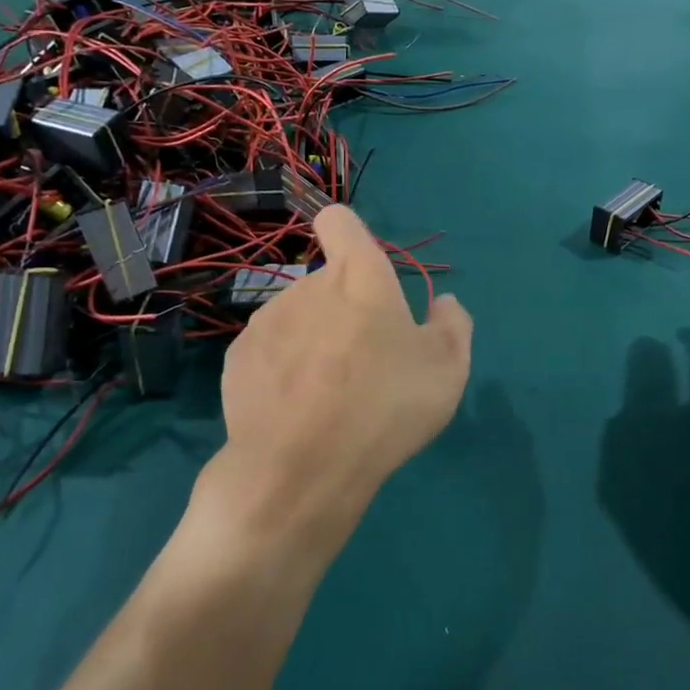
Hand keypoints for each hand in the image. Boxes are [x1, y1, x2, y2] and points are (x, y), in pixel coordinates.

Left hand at [197, 205, 473, 560]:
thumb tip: (442, 303)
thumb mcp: (447, 368)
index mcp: (357, 276)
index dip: (349, 234)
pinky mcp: (236, 359)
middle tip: (366, 363)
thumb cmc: (385, 406)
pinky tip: (295, 411)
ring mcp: (265, 322)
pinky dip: (282, 369)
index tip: (362, 269)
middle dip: (344, 309)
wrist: (301, 469)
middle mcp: (306, 286)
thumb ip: (452, 324)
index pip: (339, 220)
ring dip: (313, 340)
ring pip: (297, 318)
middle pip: (327, 283)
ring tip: (329, 395)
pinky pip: (269, 352)